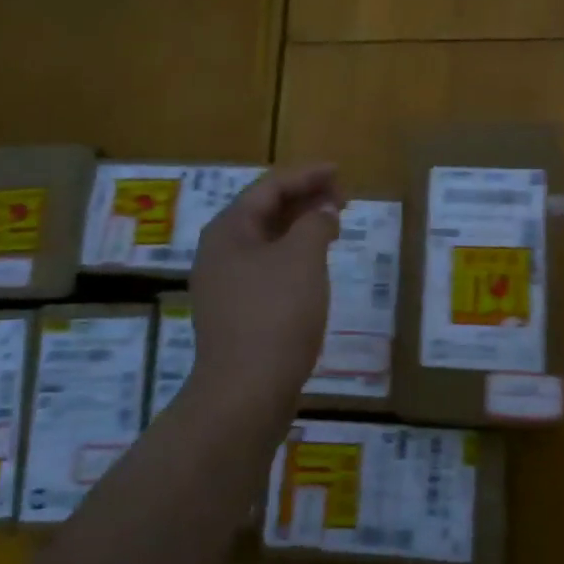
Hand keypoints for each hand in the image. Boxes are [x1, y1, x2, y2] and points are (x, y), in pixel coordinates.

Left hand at [190, 164, 341, 406]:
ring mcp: (225, 285)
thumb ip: (315, 224)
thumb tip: (322, 213)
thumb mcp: (302, 258)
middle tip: (343, 197)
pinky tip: (315, 266)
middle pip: (265, 212)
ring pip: (267, 243)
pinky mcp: (237, 313)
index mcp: (229, 231)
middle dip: (304, 200)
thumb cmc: (275, 315)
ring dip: (300, 229)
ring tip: (334, 225)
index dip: (306, 175)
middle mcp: (220, 252)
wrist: (246, 391)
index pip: (269, 187)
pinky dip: (294, 258)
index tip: (339, 172)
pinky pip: (268, 270)